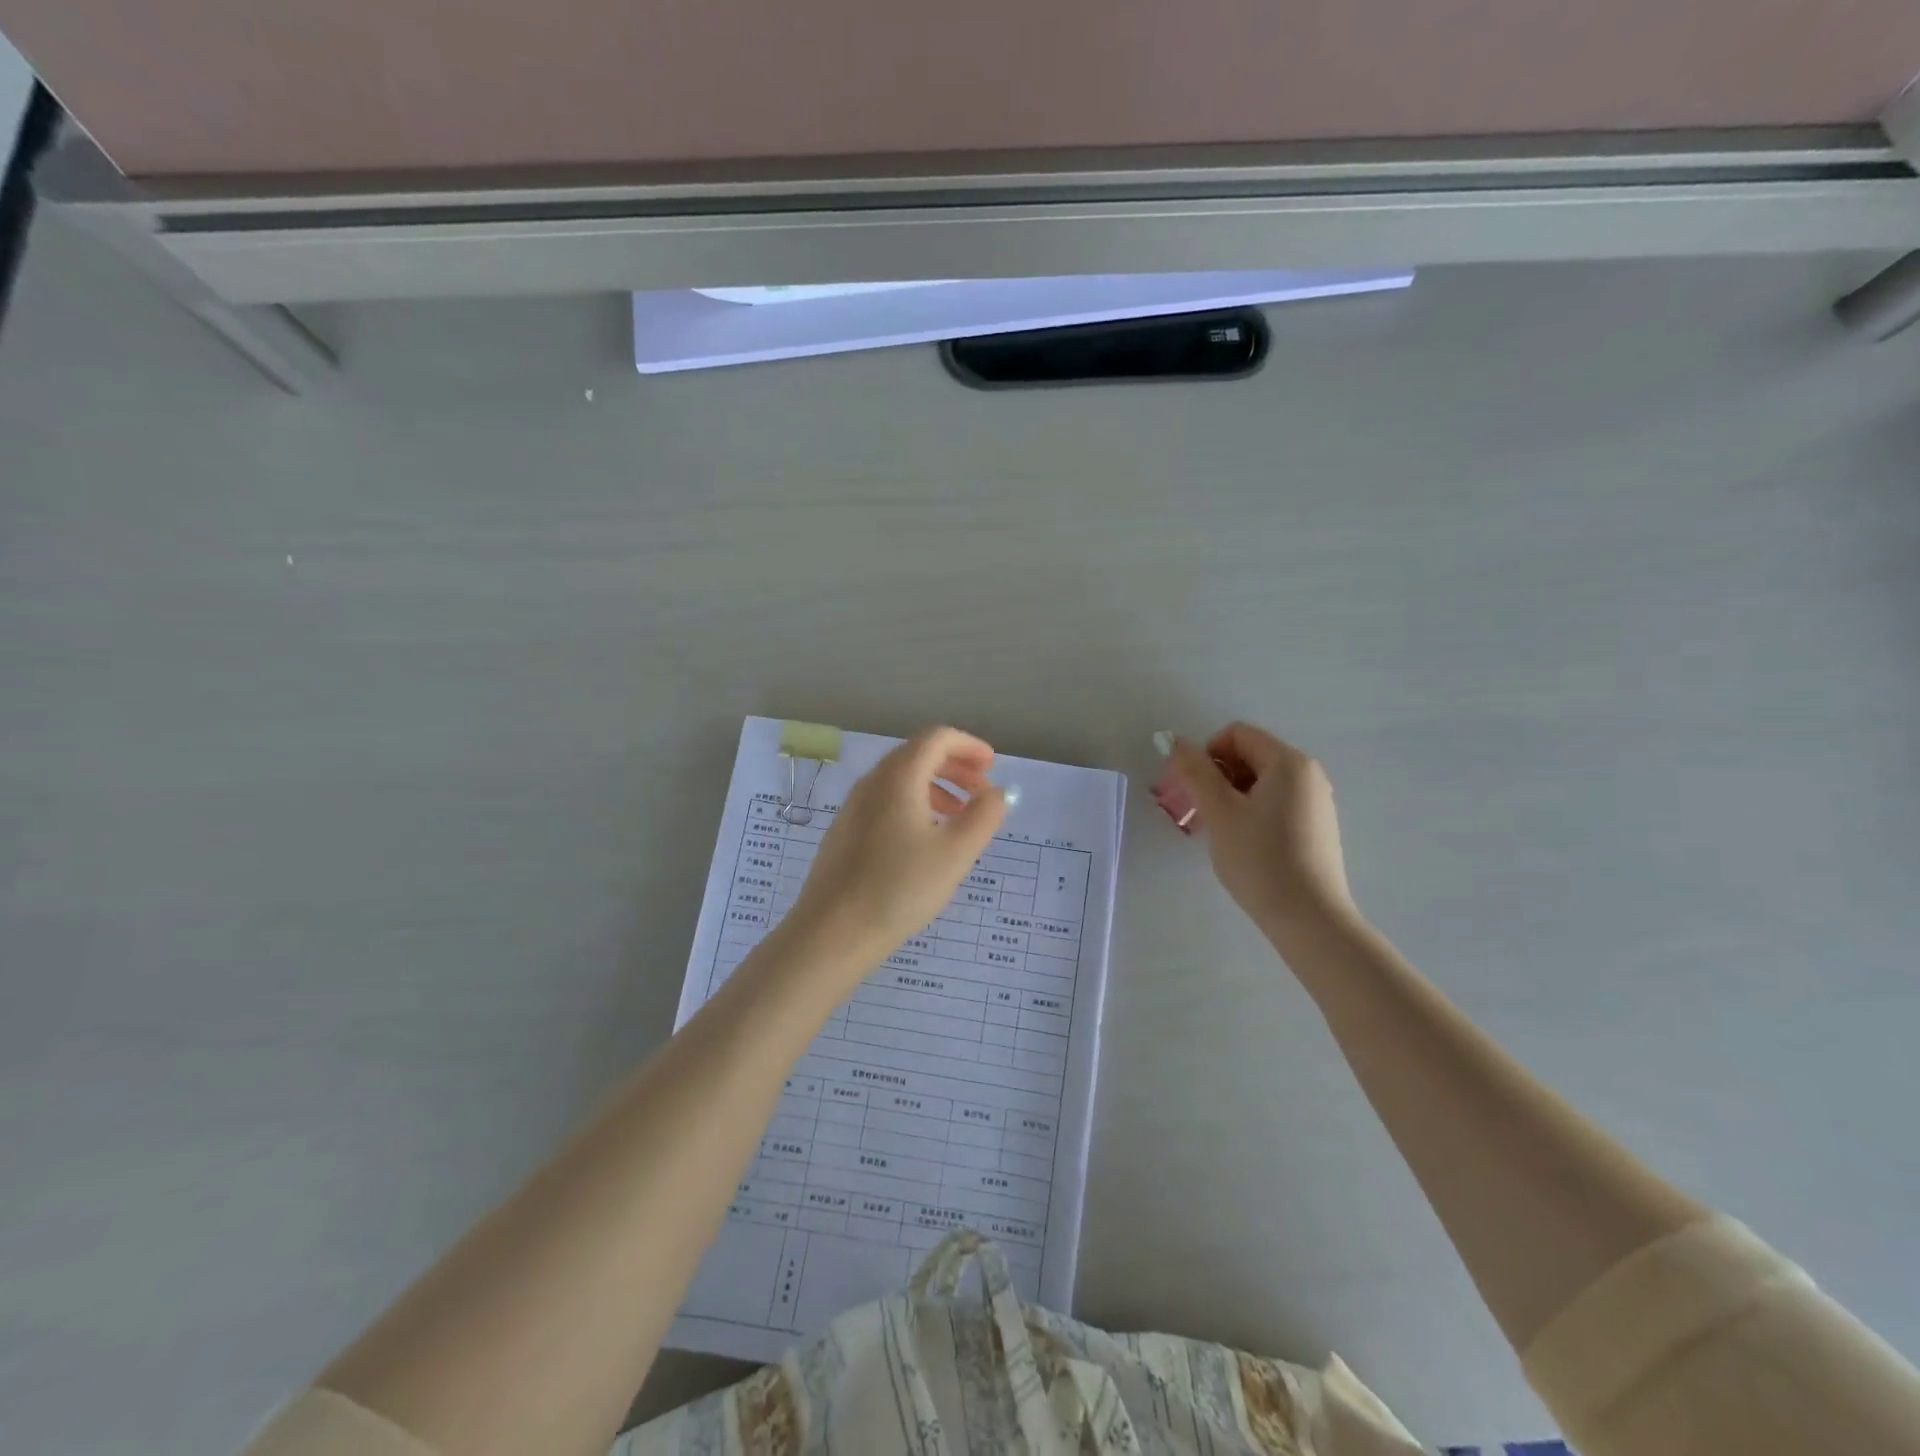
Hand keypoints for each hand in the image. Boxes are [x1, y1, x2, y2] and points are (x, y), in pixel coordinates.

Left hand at [786, 726, 1005, 980]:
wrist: (833, 931)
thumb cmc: (900, 887)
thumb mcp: (956, 852)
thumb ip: (984, 816)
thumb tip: (998, 792)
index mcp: (899, 777)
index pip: (936, 738)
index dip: (968, 745)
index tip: (992, 766)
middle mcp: (872, 782)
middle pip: (917, 755)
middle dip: (955, 767)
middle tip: (982, 792)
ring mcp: (854, 807)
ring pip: (901, 781)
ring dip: (936, 788)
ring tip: (959, 818)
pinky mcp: (845, 832)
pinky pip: (886, 802)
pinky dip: (914, 805)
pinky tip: (926, 840)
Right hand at [1167, 722, 1357, 935]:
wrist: (1308, 918)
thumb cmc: (1260, 858)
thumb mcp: (1219, 811)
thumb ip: (1194, 771)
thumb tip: (1175, 741)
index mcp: (1288, 762)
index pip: (1236, 734)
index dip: (1206, 754)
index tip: (1193, 788)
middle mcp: (1308, 774)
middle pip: (1249, 756)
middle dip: (1216, 776)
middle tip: (1198, 811)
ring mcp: (1315, 802)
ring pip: (1260, 782)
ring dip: (1230, 796)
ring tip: (1217, 831)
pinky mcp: (1315, 827)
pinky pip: (1274, 803)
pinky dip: (1250, 812)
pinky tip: (1241, 844)